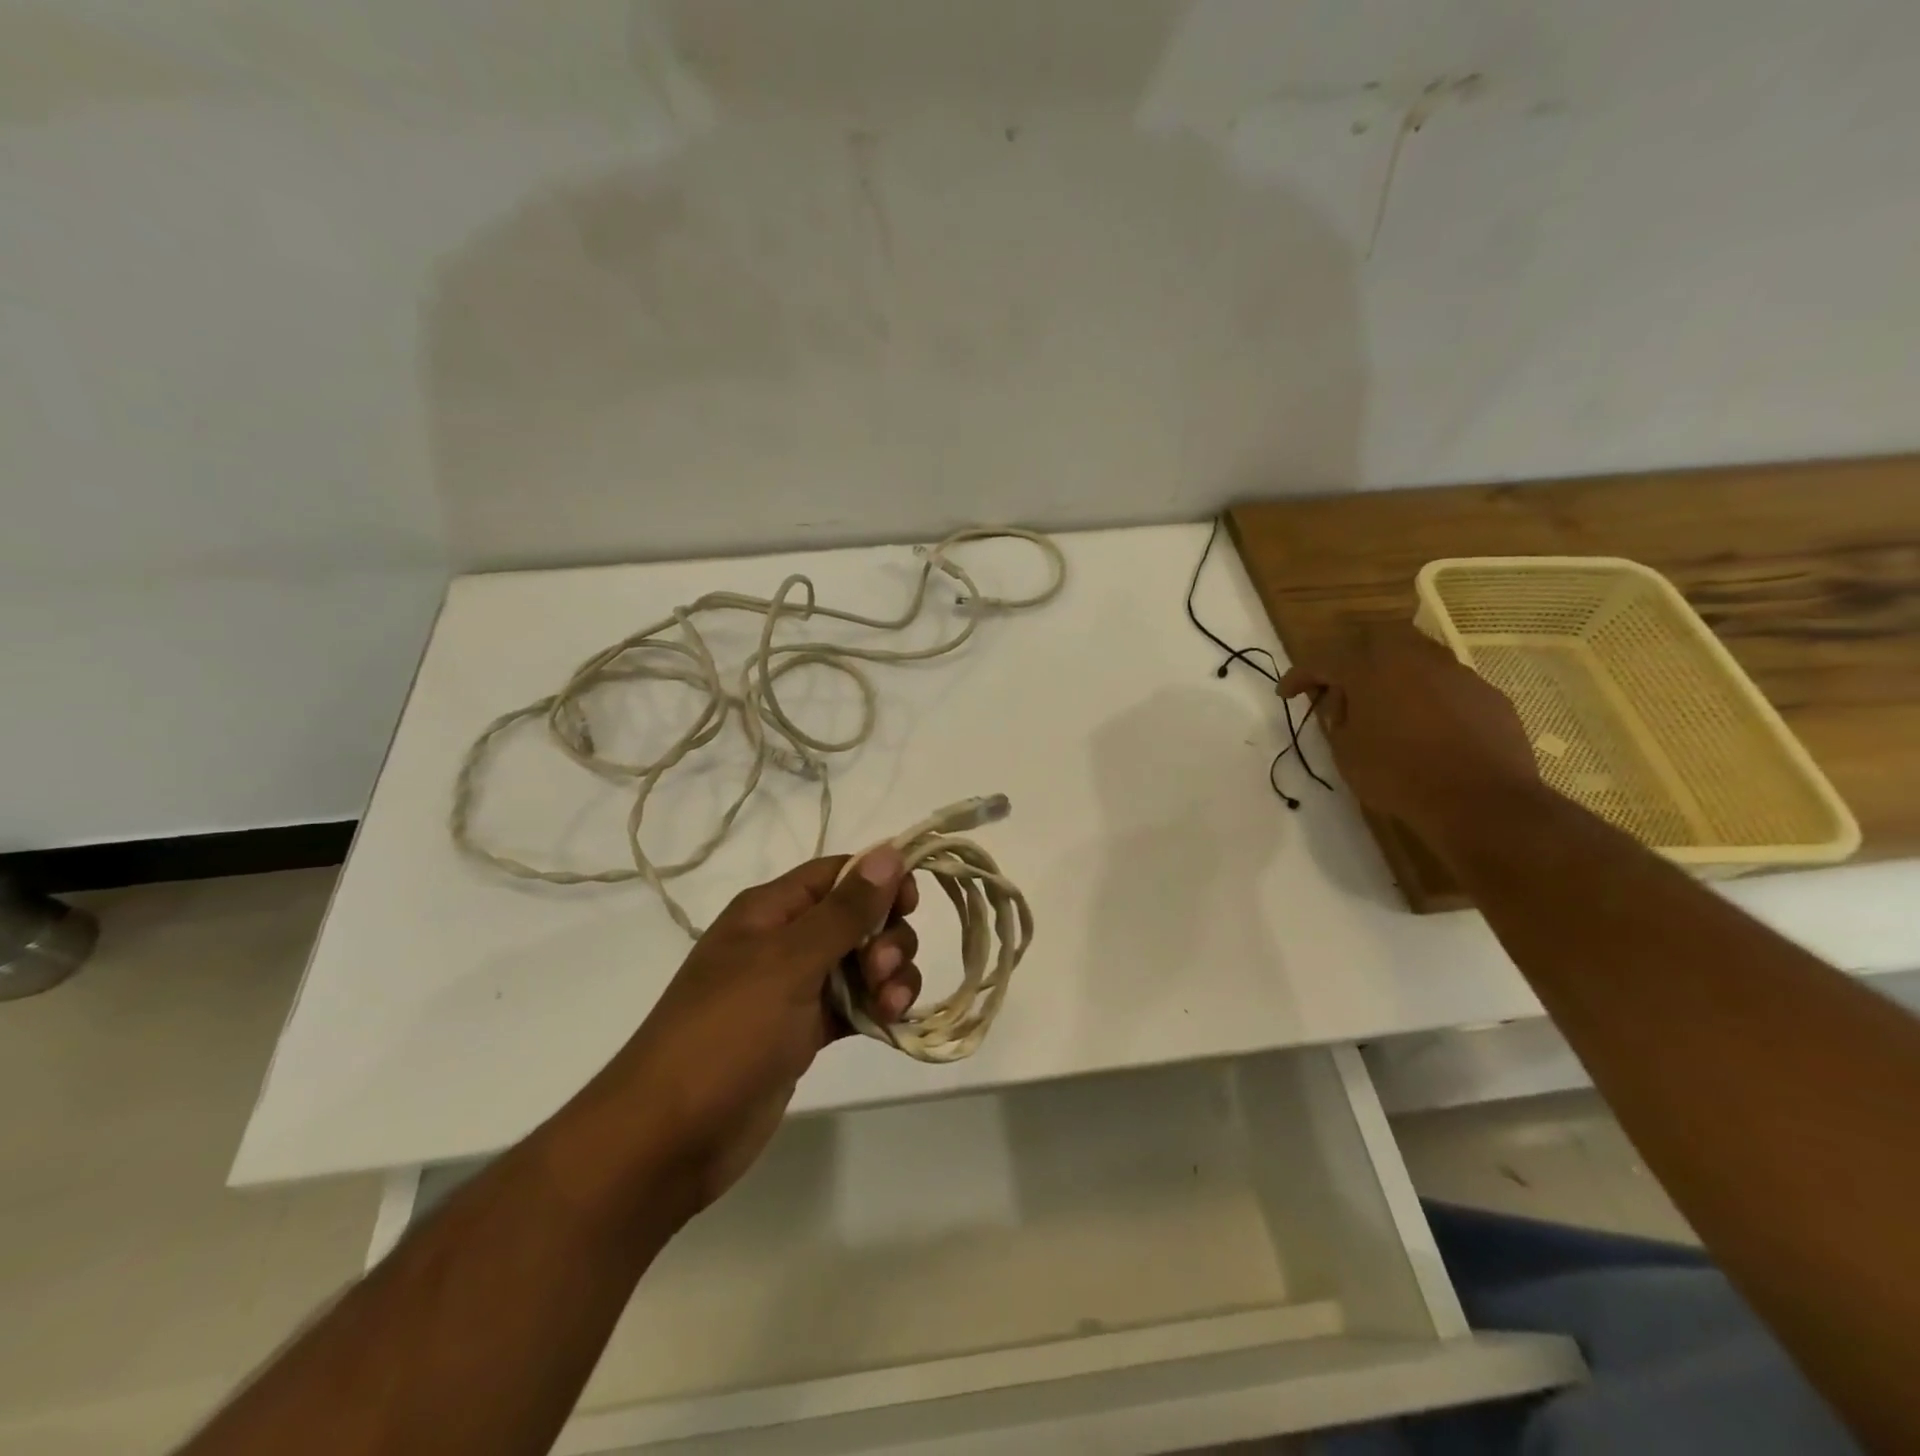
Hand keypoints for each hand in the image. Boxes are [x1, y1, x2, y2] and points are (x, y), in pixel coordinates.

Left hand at [612, 848, 920, 1210]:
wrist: (670, 1138)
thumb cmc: (727, 1033)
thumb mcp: (788, 963)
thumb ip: (845, 911)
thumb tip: (888, 852)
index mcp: (770, 911)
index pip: (837, 874)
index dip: (879, 880)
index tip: (912, 904)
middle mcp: (784, 942)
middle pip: (857, 917)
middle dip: (886, 937)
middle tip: (883, 971)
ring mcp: (794, 989)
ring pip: (861, 962)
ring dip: (889, 975)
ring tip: (889, 1006)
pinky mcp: (804, 1032)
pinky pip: (854, 1004)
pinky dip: (878, 1008)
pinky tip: (891, 1023)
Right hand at [1278, 623, 1540, 849]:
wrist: (1482, 800)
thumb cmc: (1398, 775)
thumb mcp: (1345, 752)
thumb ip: (1336, 718)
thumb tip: (1342, 702)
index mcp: (1370, 669)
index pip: (1322, 661)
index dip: (1299, 676)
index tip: (1285, 694)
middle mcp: (1413, 658)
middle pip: (1373, 643)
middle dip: (1350, 662)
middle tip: (1340, 692)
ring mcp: (1456, 672)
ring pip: (1414, 659)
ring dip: (1392, 677)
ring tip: (1384, 709)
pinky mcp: (1486, 693)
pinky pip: (1446, 685)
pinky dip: (1427, 697)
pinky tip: (1426, 727)